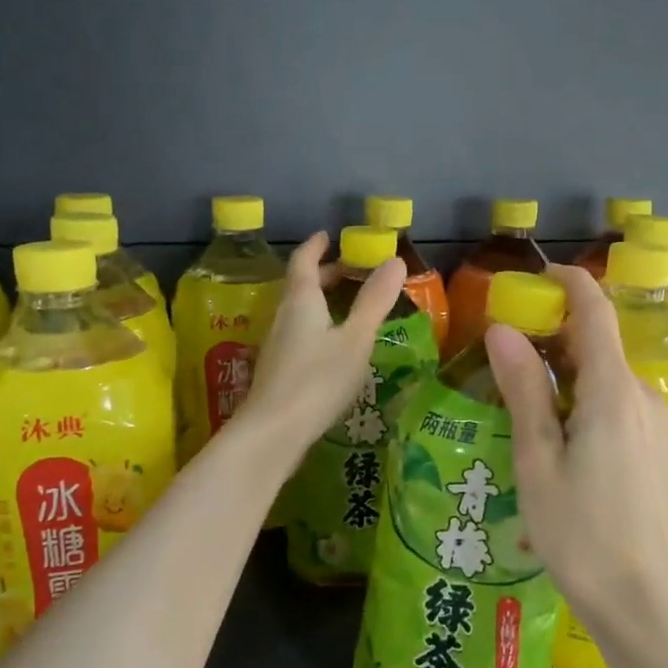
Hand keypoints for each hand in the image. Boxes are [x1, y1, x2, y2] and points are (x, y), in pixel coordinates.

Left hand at [233, 232, 406, 468]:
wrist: (273, 432)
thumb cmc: (317, 379)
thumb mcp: (355, 339)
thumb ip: (374, 301)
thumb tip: (394, 259)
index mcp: (301, 301)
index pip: (304, 261)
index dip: (316, 246)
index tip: (327, 235)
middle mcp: (283, 316)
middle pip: (300, 286)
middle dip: (323, 273)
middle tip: (348, 270)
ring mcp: (277, 345)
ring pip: (298, 311)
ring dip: (320, 301)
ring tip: (345, 305)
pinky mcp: (278, 370)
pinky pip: (298, 333)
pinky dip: (317, 326)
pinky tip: (332, 346)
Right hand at [485, 265, 667, 639]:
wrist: (645, 599)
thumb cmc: (581, 531)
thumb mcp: (539, 459)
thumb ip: (524, 389)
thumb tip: (502, 329)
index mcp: (613, 390)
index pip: (595, 312)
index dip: (569, 284)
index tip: (536, 276)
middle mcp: (641, 395)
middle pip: (599, 342)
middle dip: (555, 332)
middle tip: (505, 346)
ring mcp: (653, 422)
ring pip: (606, 375)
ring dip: (565, 370)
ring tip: (518, 393)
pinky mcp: (654, 447)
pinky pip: (615, 402)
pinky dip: (581, 396)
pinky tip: (552, 431)